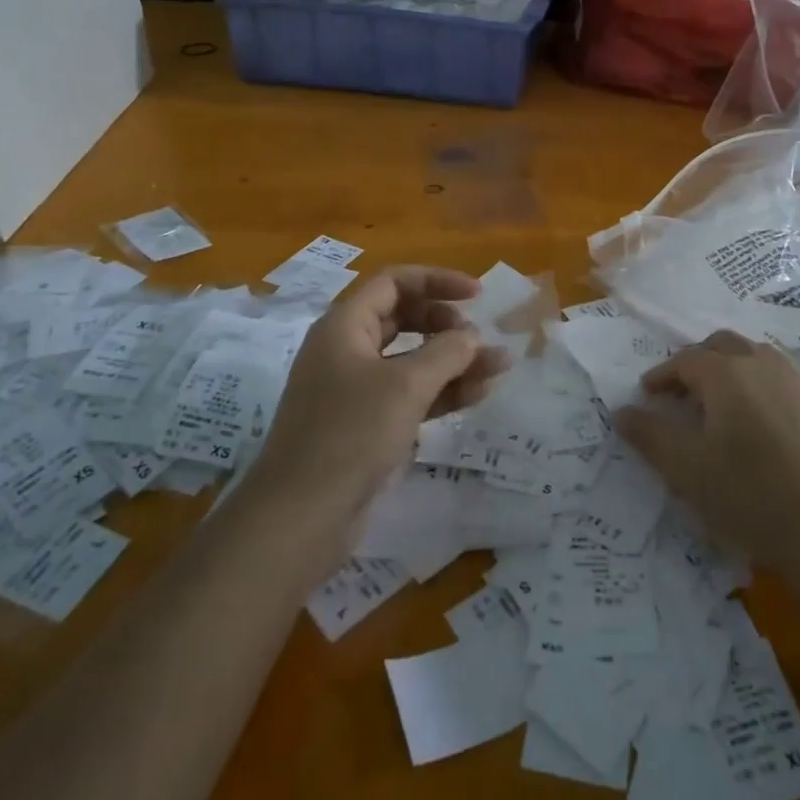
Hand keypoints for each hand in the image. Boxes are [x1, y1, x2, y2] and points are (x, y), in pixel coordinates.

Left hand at [250, 267, 508, 539]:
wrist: (300, 518)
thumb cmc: (350, 435)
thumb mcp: (405, 386)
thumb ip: (445, 352)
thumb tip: (470, 335)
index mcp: (344, 327)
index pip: (393, 283)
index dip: (437, 281)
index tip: (477, 295)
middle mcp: (347, 351)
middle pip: (403, 319)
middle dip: (446, 324)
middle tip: (478, 337)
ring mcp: (356, 391)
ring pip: (411, 361)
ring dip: (454, 361)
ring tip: (499, 367)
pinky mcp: (366, 427)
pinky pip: (410, 396)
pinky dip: (442, 392)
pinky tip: (477, 395)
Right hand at [615, 331, 799, 610]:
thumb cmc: (752, 498)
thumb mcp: (688, 472)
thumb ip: (651, 436)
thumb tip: (622, 411)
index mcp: (728, 373)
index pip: (685, 360)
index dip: (662, 375)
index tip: (648, 395)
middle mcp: (764, 364)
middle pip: (723, 346)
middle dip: (696, 363)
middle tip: (681, 395)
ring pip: (756, 358)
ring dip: (730, 371)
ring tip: (719, 408)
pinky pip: (781, 381)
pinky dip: (759, 388)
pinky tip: (760, 427)